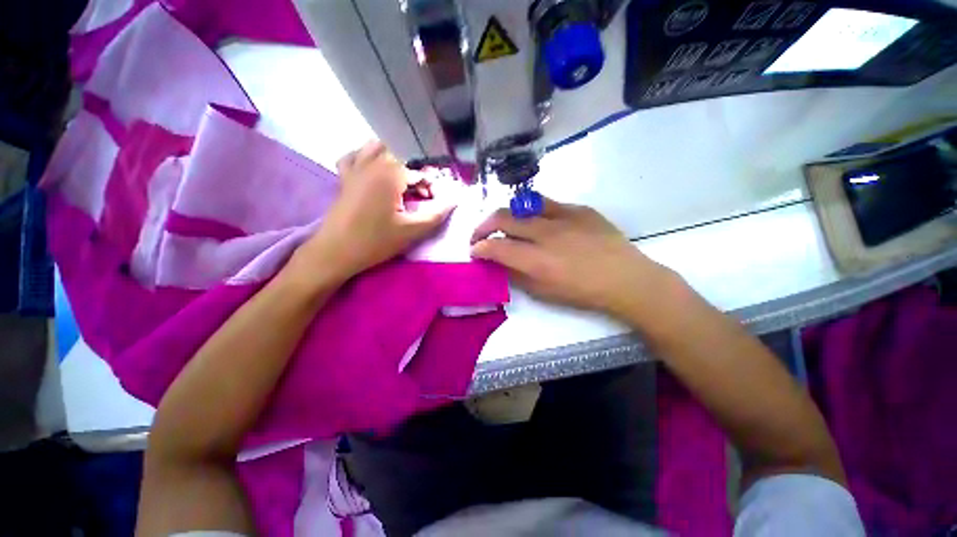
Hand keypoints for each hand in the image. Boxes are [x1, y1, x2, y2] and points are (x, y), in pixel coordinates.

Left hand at [293, 142, 454, 281]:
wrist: (335, 252)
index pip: (419, 170)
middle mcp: (372, 163)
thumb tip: (455, 201)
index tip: (435, 199)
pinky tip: (374, 170)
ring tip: (403, 177)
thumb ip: (436, 215)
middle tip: (421, 191)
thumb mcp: (412, 231)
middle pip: (401, 153)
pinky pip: (354, 156)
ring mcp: (355, 168)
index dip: (431, 184)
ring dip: (394, 157)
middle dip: (416, 169)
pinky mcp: (344, 178)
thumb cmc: (375, 241)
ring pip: (376, 147)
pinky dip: (365, 157)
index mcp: (389, 174)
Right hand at [471, 197, 675, 317]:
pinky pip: (547, 204)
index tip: (475, 251)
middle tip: (480, 235)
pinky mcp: (579, 209)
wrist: (626, 279)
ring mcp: (564, 216)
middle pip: (502, 218)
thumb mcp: (544, 292)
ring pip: (522, 205)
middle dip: (483, 226)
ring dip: (505, 215)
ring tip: (503, 224)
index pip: (495, 247)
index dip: (479, 248)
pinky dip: (533, 213)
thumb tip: (498, 263)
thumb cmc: (583, 293)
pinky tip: (536, 222)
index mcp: (537, 261)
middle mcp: (546, 233)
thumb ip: (517, 275)